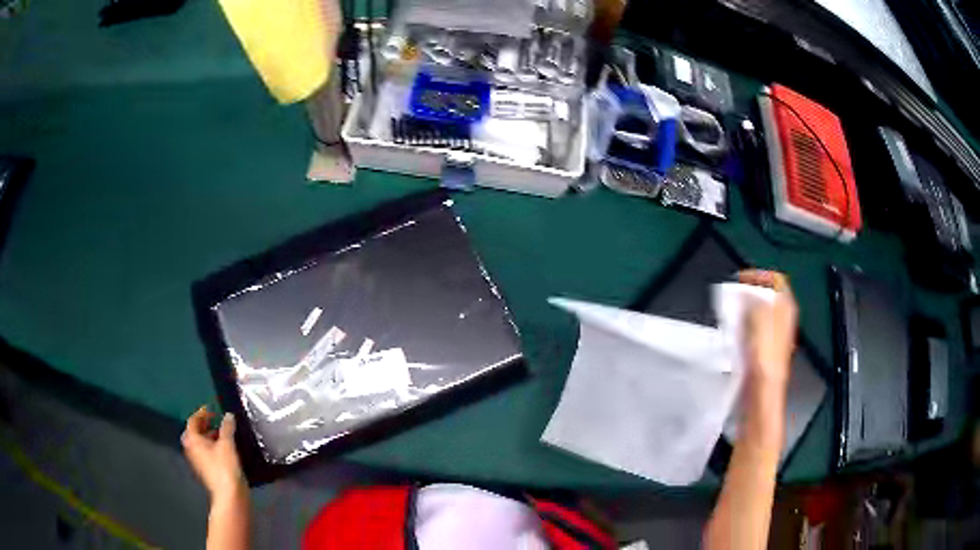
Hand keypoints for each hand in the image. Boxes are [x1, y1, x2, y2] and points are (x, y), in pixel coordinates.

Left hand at [182, 406, 244, 500]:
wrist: (229, 495)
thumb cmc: (224, 467)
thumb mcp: (227, 444)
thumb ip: (227, 427)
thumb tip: (228, 416)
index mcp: (192, 440)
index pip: (193, 421)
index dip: (201, 413)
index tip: (211, 409)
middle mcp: (191, 449)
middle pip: (195, 432)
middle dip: (204, 425)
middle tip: (216, 420)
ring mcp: (198, 462)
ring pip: (201, 444)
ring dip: (209, 436)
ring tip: (223, 434)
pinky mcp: (206, 471)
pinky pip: (206, 453)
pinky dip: (212, 447)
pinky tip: (225, 449)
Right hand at [738, 270, 797, 398]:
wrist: (762, 391)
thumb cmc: (764, 356)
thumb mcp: (760, 318)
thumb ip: (754, 299)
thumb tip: (746, 292)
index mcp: (786, 308)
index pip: (776, 280)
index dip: (759, 275)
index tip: (740, 279)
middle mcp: (783, 319)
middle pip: (768, 295)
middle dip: (750, 291)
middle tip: (733, 294)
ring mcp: (774, 335)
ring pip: (760, 311)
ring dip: (745, 308)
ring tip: (730, 310)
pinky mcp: (764, 348)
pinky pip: (754, 327)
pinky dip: (744, 324)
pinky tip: (734, 331)